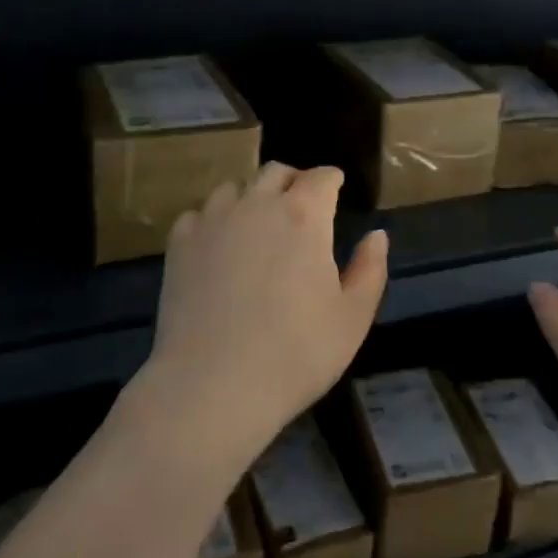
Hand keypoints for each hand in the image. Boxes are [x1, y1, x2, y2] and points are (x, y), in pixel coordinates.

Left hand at [134, 163, 388, 472]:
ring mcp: (213, 221)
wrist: (213, 385)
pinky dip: (213, 221)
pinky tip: (217, 247)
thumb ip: (370, 269)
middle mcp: (257, 204)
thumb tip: (377, 235)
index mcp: (304, 215)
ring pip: (234, 188)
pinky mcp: (180, 244)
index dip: (332, 180)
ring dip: (251, 197)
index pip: (322, 177)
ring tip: (257, 225)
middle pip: (276, 172)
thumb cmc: (295, 354)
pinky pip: (198, 214)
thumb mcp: (352, 318)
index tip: (337, 189)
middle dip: (294, 181)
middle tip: (301, 205)